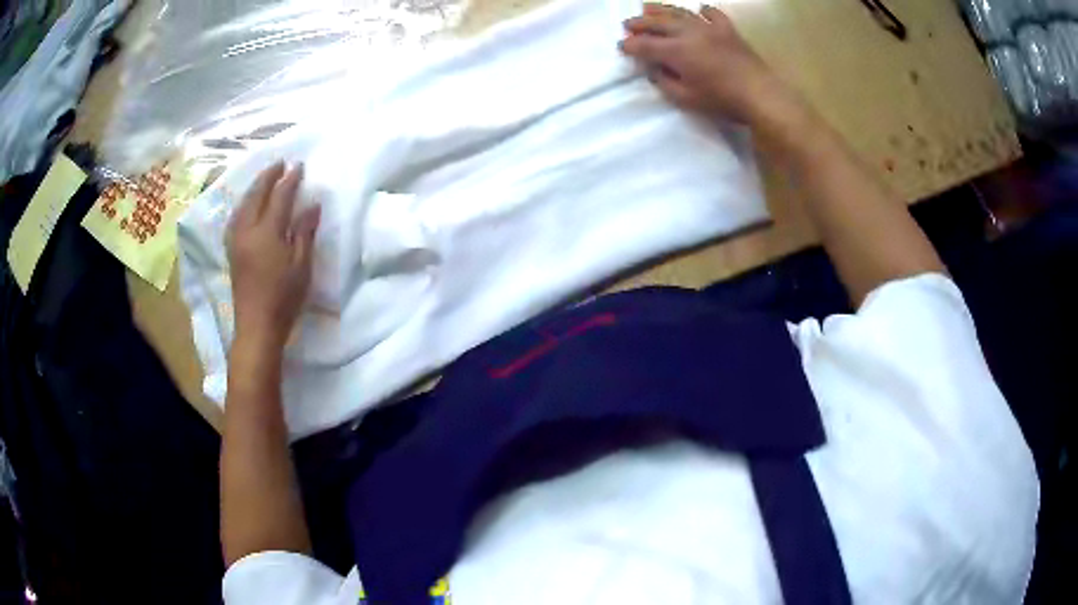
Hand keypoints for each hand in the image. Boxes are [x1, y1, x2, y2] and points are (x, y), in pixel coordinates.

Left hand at [228, 162, 320, 349]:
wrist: (257, 327)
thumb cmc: (284, 298)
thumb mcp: (302, 266)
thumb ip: (305, 232)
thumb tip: (312, 205)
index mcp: (267, 232)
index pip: (280, 197)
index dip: (290, 180)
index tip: (299, 166)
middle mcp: (247, 230)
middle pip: (256, 195)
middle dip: (268, 177)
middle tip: (279, 163)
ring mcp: (236, 240)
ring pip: (243, 205)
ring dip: (254, 188)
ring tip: (265, 179)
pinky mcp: (232, 251)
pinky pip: (236, 217)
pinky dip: (244, 204)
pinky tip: (248, 205)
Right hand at [620, 3, 794, 124]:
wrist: (760, 95)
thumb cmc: (722, 101)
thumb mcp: (687, 99)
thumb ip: (665, 82)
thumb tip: (654, 69)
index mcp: (677, 51)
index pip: (646, 45)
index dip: (630, 45)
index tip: (621, 46)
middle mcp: (689, 33)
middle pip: (658, 23)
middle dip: (640, 23)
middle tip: (628, 24)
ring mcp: (710, 29)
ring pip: (681, 13)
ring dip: (662, 10)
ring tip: (648, 7)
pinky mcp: (729, 31)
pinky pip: (714, 15)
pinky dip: (705, 11)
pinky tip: (699, 10)